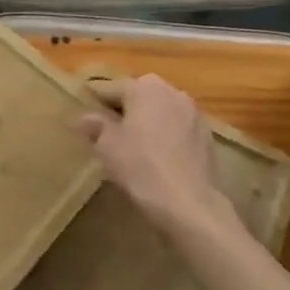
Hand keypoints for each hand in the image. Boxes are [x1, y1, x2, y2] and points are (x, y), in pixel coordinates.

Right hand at [76, 75, 242, 238]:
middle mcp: (172, 92)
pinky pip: (177, 127)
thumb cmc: (140, 166)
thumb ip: (95, 125)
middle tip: (108, 126)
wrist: (187, 202)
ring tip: (133, 141)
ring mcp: (193, 113)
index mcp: (144, 88)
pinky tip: (157, 154)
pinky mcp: (206, 136)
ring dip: (147, 119)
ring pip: (161, 110)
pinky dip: (165, 134)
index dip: (95, 99)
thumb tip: (86, 117)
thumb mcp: (106, 145)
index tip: (83, 110)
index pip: (111, 87)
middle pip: (140, 94)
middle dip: (124, 107)